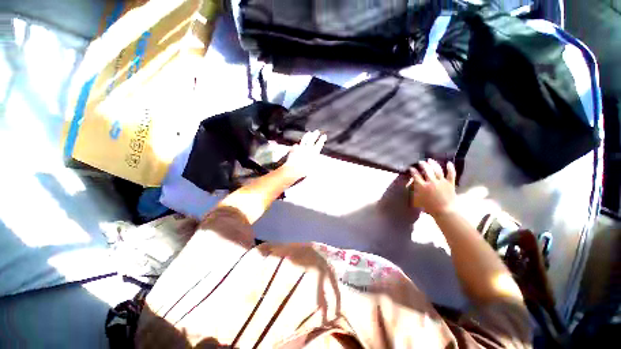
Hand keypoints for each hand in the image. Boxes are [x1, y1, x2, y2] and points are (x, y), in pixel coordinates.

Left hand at [281, 130, 326, 180]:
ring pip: (304, 139)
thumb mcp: (313, 166)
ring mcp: (300, 148)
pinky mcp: (294, 149)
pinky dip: (297, 145)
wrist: (294, 169)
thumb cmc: (304, 170)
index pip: (319, 144)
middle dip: (315, 135)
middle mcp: (308, 148)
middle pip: (312, 139)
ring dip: (307, 136)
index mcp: (314, 152)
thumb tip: (317, 158)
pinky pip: (296, 145)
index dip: (322, 139)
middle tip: (317, 131)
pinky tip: (297, 144)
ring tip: (309, 133)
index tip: (324, 136)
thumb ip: (315, 160)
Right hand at [409, 159, 456, 216]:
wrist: (445, 212)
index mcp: (422, 187)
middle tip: (421, 162)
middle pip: (426, 170)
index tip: (411, 168)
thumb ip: (414, 190)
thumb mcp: (417, 199)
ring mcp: (442, 182)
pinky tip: (449, 163)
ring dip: (433, 164)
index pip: (416, 175)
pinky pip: (451, 174)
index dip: (413, 170)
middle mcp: (431, 182)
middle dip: (423, 165)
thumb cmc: (429, 207)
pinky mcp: (450, 183)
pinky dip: (450, 168)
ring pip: (437, 170)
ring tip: (430, 160)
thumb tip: (411, 184)